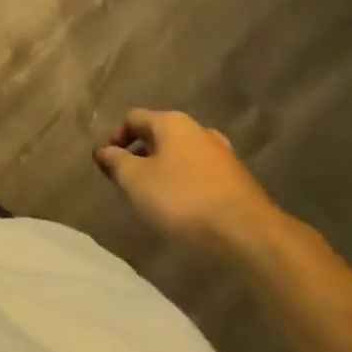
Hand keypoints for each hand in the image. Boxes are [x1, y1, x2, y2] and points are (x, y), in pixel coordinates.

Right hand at [95, 109, 282, 253]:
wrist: (248, 233)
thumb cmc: (183, 199)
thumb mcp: (136, 181)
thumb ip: (115, 162)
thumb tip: (102, 151)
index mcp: (171, 122)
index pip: (133, 118)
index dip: (115, 138)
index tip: (107, 164)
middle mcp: (198, 130)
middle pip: (159, 135)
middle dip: (140, 155)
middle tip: (129, 181)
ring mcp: (221, 153)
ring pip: (181, 154)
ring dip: (164, 169)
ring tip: (155, 196)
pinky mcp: (237, 179)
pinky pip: (201, 173)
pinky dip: (186, 183)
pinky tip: (184, 207)